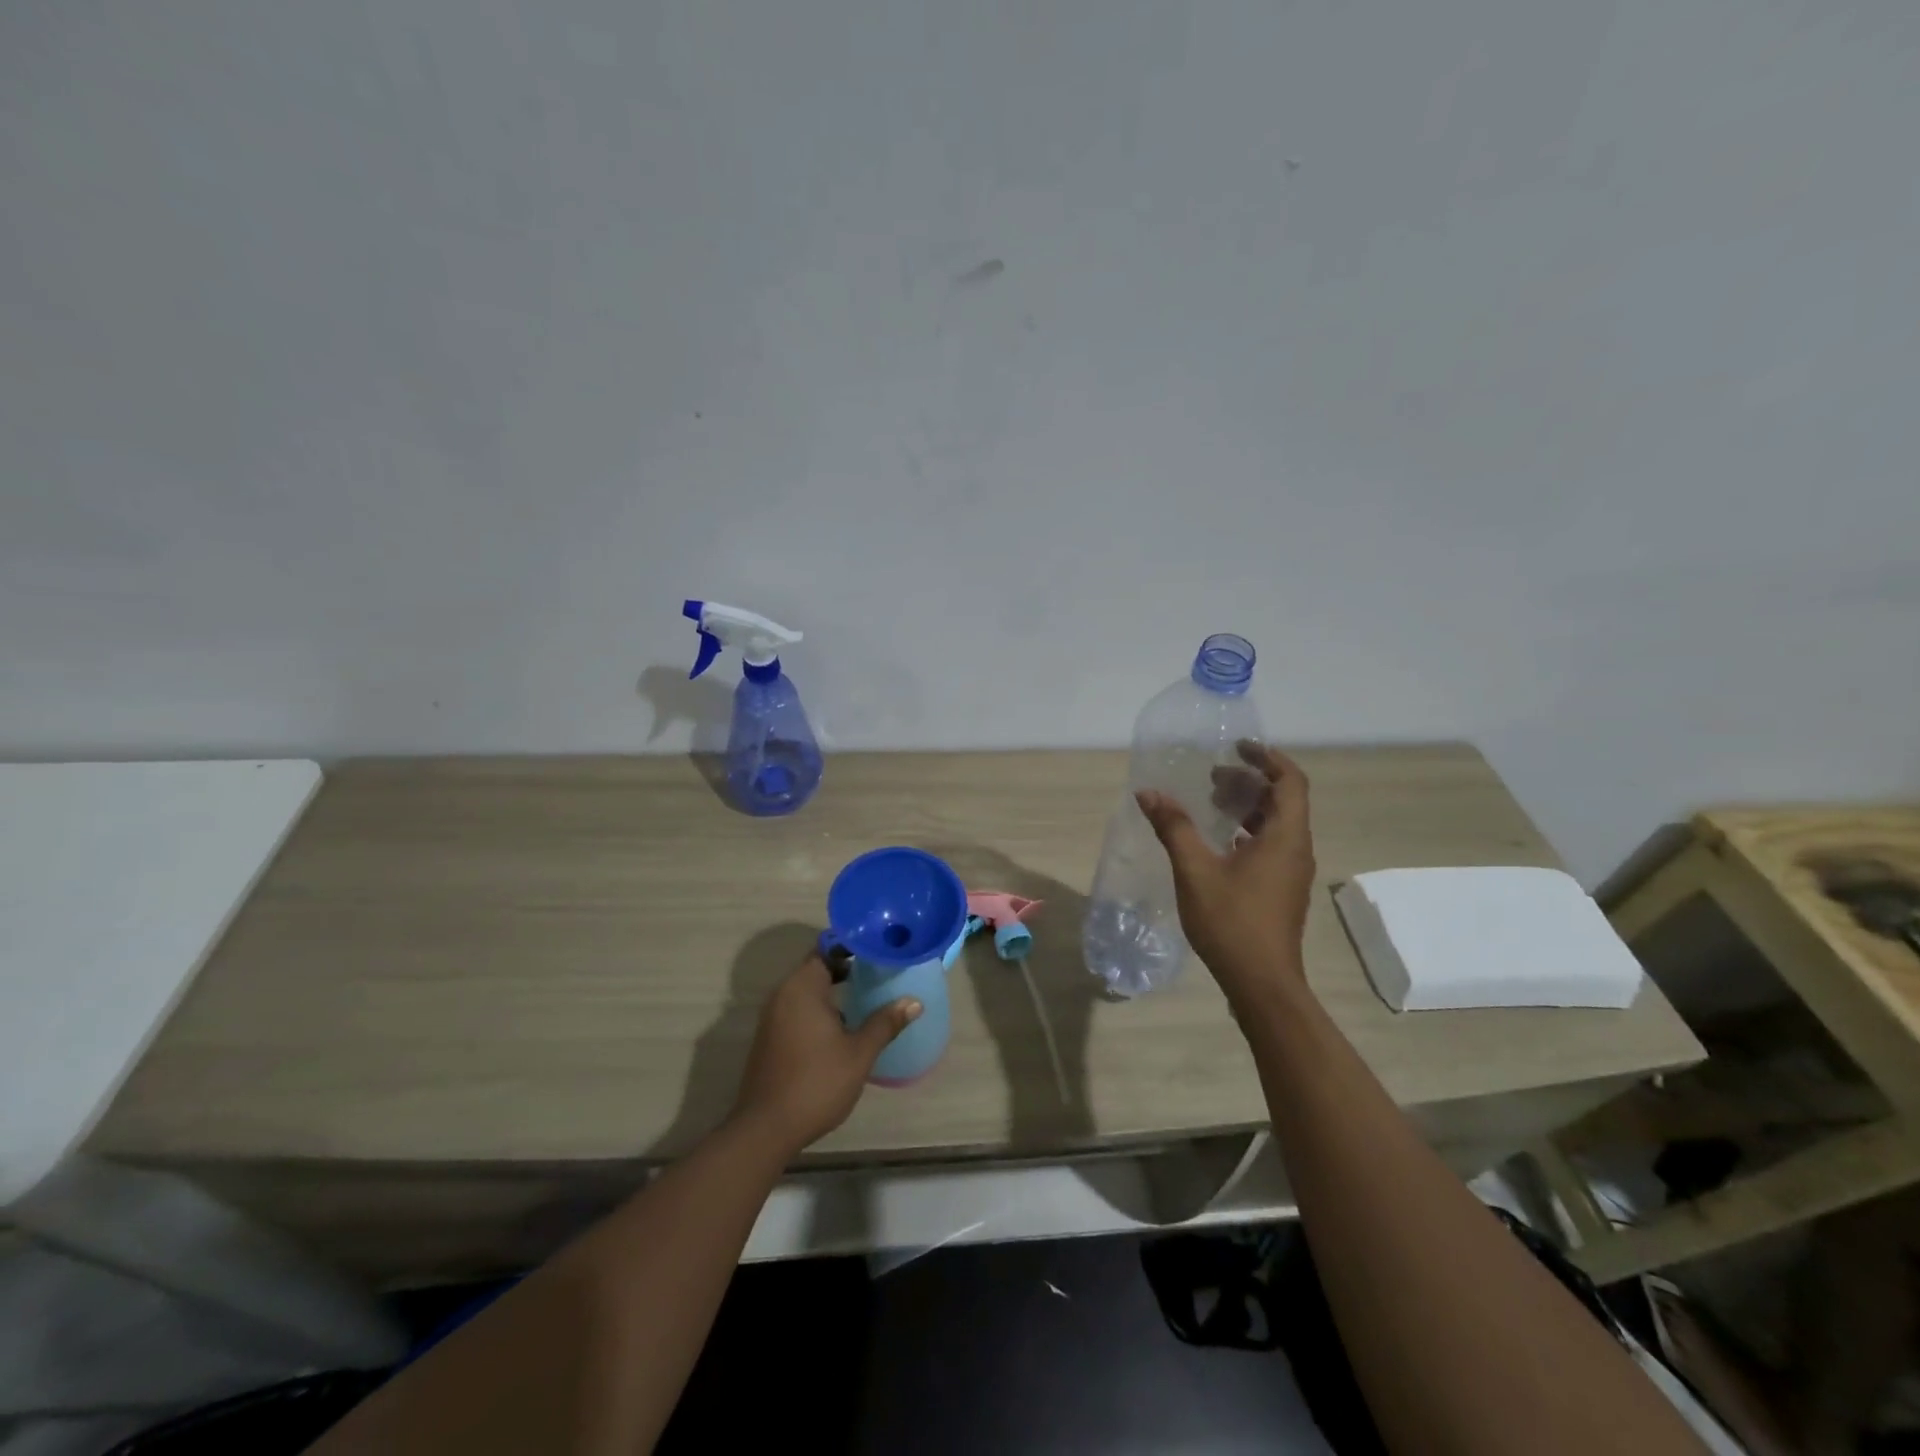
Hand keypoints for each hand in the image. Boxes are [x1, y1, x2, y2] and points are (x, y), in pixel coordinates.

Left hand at [731, 953, 920, 1156]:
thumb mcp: (859, 1054)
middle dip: (847, 967)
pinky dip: (819, 1007)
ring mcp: (773, 1016)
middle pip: (817, 966)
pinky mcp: (770, 1036)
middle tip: (879, 971)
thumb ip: (885, 1023)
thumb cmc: (816, 1083)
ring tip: (867, 995)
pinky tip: (843, 1025)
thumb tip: (914, 1002)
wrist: (765, 1129)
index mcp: (802, 987)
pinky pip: (798, 1007)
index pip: (827, 948)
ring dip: (833, 989)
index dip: (852, 945)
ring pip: (807, 989)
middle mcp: (783, 993)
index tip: (878, 948)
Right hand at [1136, 742, 1315, 1006]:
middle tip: (1213, 775)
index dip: (1267, 758)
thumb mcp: (1195, 870)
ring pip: (1276, 824)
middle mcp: (1296, 849)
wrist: (1262, 983)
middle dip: (1250, 780)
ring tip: (1210, 801)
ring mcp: (1291, 872)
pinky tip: (1217, 841)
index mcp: (1285, 837)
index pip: (1290, 781)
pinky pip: (1270, 845)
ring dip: (1247, 806)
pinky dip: (1246, 830)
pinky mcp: (1281, 889)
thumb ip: (1173, 827)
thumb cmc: (1232, 922)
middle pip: (1283, 800)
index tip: (1236, 747)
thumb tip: (1149, 793)